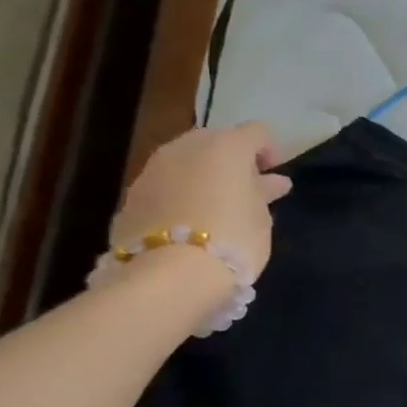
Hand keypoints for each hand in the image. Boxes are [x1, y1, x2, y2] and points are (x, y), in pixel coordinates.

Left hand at [111, 122, 292, 280]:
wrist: (169, 274)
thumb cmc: (233, 239)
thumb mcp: (261, 217)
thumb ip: (263, 193)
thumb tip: (273, 182)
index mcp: (226, 146)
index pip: (257, 132)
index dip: (270, 151)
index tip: (274, 179)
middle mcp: (186, 147)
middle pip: (216, 142)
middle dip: (232, 162)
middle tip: (245, 192)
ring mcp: (154, 169)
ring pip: (186, 162)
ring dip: (203, 177)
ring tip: (216, 209)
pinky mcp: (132, 195)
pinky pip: (166, 185)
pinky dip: (180, 195)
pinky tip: (189, 222)